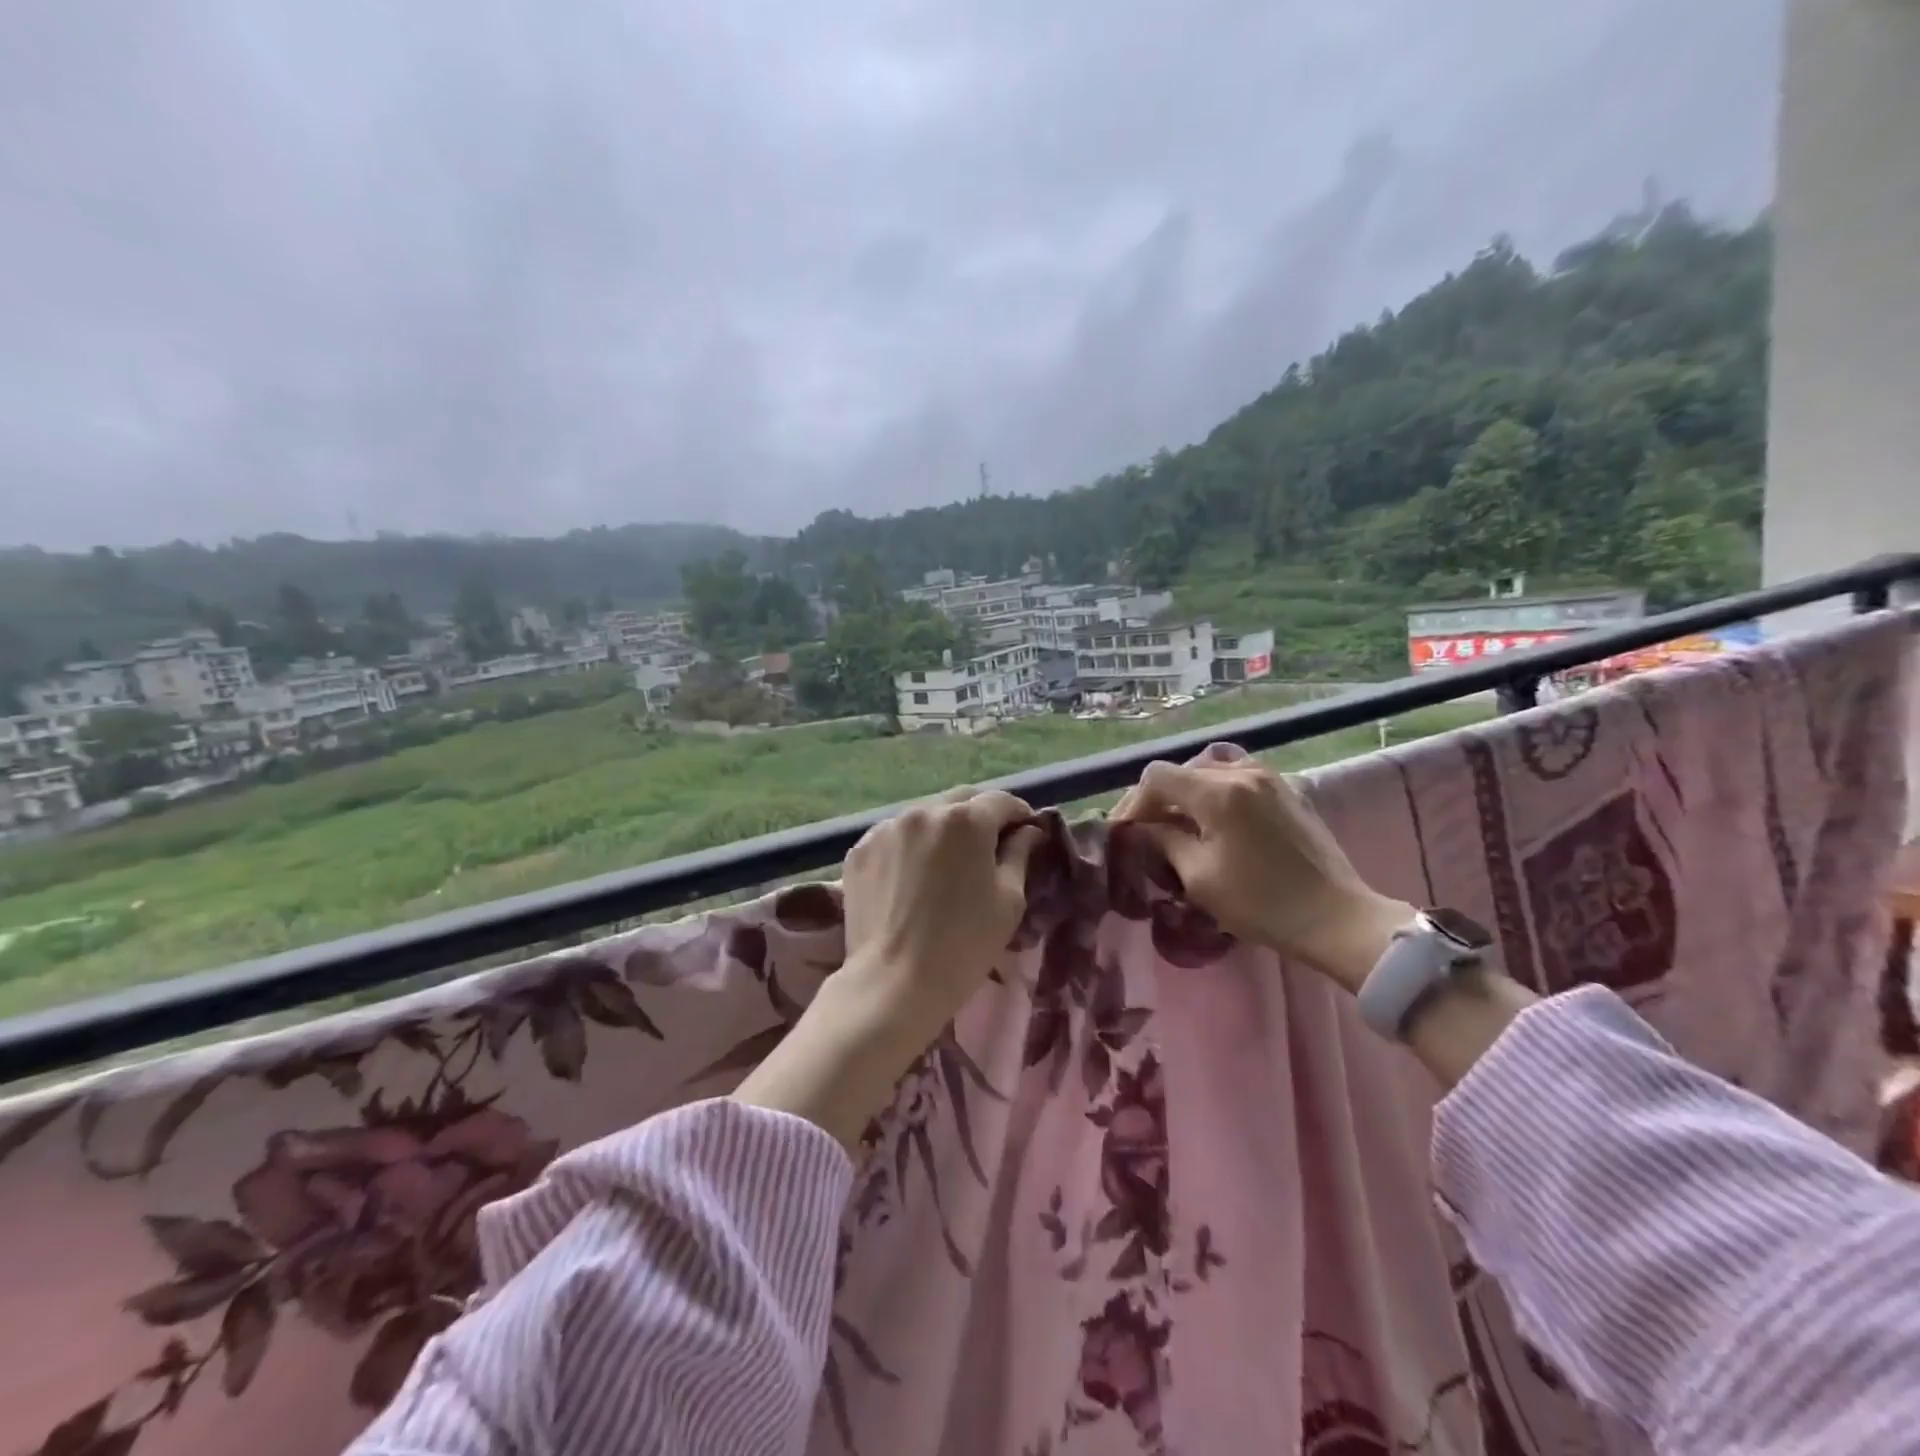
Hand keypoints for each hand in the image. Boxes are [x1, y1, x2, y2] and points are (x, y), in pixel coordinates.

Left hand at [839, 786, 1044, 1031]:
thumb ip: (1019, 855)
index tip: (1027, 832)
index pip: (1001, 801)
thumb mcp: (1008, 901)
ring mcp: (886, 828)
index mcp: (966, 820)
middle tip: (990, 844)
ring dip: (942, 830)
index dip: (1020, 814)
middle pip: (961, 801)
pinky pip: (894, 837)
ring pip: (924, 817)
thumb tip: (1027, 832)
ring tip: (947, 862)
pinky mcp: (860, 850)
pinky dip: (909, 847)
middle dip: (980, 816)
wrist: (894, 982)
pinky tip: (912, 876)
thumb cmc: (964, 944)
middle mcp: (924, 811)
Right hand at [1111, 744, 1411, 991]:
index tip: (1126, 833)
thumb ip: (1164, 842)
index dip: (1134, 802)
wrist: (1337, 919)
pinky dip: (1218, 792)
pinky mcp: (1289, 792)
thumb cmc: (1262, 903)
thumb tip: (1142, 829)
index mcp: (1218, 791)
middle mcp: (1243, 772)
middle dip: (1159, 799)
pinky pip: (1240, 777)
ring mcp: (1271, 779)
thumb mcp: (1198, 877)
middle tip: (1148, 833)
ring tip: (1182, 825)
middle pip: (1184, 771)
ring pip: (1212, 770)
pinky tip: (1217, 822)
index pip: (1157, 777)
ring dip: (1190, 793)